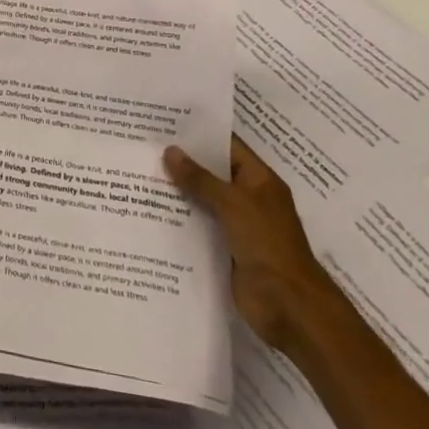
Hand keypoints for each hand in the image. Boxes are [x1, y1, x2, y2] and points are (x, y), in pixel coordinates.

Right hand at [164, 135, 335, 351]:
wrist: (289, 306)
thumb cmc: (267, 244)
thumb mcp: (233, 204)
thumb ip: (200, 179)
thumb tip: (170, 151)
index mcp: (259, 180)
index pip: (227, 146)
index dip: (200, 134)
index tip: (166, 122)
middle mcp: (249, 198)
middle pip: (212, 173)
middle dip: (182, 162)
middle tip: (144, 145)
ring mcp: (237, 225)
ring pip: (203, 201)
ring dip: (177, 191)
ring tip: (139, 173)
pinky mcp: (225, 249)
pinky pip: (199, 226)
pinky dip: (179, 219)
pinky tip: (150, 210)